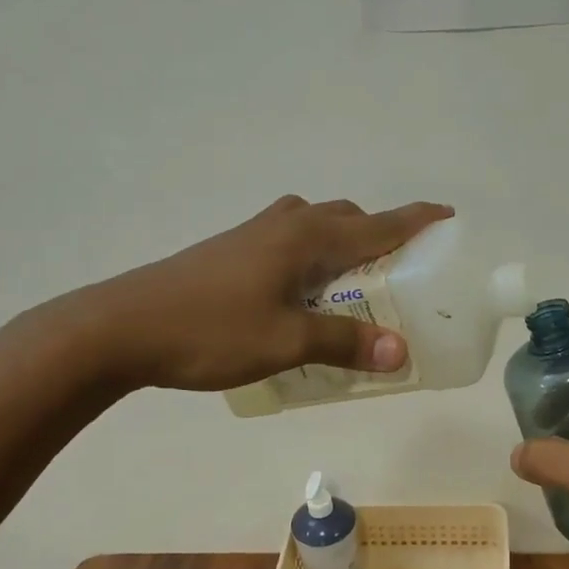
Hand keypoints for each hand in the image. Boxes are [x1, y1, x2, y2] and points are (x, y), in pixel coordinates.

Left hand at [71, 196, 452, 391]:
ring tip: (354, 285)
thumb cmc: (210, 330)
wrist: (121, 327)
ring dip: (343, 245)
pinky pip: (290, 242)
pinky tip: (303, 294)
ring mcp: (254, 234)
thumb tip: (400, 353)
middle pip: (347, 219)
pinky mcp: (232, 251)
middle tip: (400, 273)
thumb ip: (344, 342)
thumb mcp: (286, 341)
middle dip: (379, 236)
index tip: (448, 216)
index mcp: (306, 238)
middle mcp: (285, 225)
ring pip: (315, 227)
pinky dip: (313, 257)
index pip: (378, 224)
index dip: (416, 220)